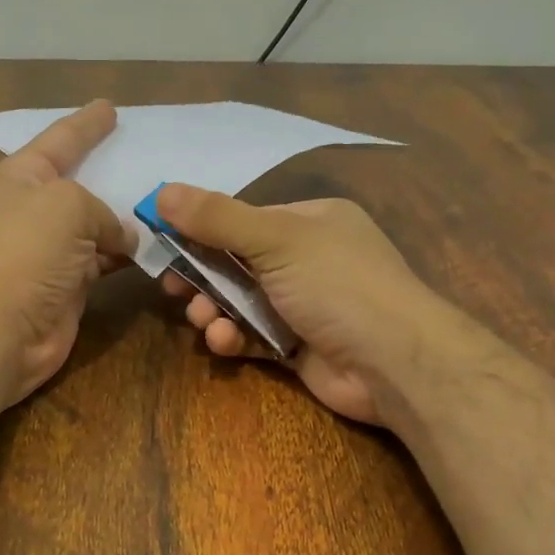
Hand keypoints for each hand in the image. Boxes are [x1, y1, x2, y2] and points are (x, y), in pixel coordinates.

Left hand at [0, 101, 135, 404]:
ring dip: (126, 219)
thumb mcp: (69, 205)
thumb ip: (104, 211)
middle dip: (112, 171)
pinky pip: (104, 259)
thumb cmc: (29, 250)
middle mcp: (34, 209)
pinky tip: (154, 247)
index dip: (86, 124)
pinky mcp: (68, 284)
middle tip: (150, 157)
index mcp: (22, 176)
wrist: (3, 327)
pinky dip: (127, 254)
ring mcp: (51, 250)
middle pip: (80, 182)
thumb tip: (123, 238)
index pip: (60, 139)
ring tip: (165, 205)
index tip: (110, 108)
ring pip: (97, 225)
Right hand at [155, 185, 432, 424]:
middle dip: (204, 277)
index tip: (165, 244)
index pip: (244, 220)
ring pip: (241, 302)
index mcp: (311, 221)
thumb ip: (217, 218)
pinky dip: (235, 338)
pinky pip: (254, 336)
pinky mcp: (299, 346)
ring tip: (204, 321)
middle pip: (238, 263)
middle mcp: (308, 259)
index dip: (202, 231)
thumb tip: (161, 192)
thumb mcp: (275, 239)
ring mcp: (304, 305)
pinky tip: (224, 342)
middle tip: (174, 289)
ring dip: (215, 310)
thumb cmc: (337, 285)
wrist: (393, 362)